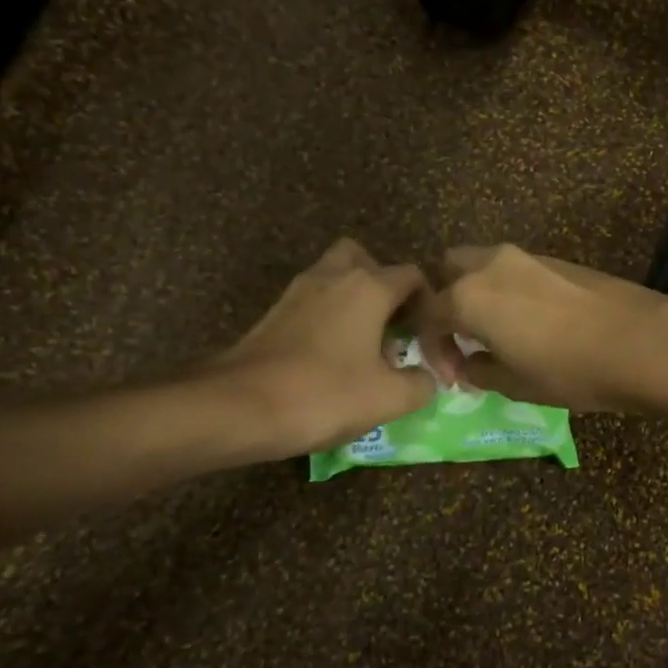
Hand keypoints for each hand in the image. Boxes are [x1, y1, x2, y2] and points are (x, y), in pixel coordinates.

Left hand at [195, 239, 445, 456]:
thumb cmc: (324, 395)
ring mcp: (298, 292)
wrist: (239, 407)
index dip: (428, 302)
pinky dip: (328, 316)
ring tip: (364, 342)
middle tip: (392, 322)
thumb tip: (427, 378)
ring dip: (354, 299)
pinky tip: (332, 356)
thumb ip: (421, 383)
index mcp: (369, 287)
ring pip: (334, 276)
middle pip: (365, 259)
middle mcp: (333, 277)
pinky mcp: (273, 313)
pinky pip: (313, 300)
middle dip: (384, 285)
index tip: (429, 336)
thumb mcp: (389, 398)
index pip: (412, 275)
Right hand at [422, 244, 667, 411]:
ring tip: (497, 332)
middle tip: (464, 338)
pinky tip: (530, 321)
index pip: (428, 314)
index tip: (452, 376)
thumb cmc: (569, 369)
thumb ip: (479, 371)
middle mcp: (491, 266)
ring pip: (483, 264)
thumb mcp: (515, 383)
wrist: (640, 341)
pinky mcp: (557, 258)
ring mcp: (527, 257)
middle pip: (448, 269)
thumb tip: (469, 365)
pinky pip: (514, 269)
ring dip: (478, 293)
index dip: (432, 348)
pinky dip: (507, 290)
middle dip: (446, 301)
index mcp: (469, 296)